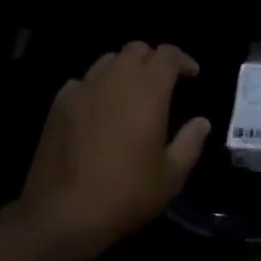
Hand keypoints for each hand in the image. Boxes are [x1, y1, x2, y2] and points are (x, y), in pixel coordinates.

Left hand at [21, 43, 208, 255]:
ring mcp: (84, 87)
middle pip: (137, 49)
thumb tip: (201, 122)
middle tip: (162, 84)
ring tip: (130, 94)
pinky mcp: (59, 103)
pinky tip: (98, 109)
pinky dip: (96, 87)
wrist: (63, 212)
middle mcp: (115, 77)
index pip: (168, 54)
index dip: (183, 60)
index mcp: (148, 89)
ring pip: (108, 60)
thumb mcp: (171, 176)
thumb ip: (190, 142)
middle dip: (153, 60)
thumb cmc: (126, 193)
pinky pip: (82, 81)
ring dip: (124, 69)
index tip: (192, 76)